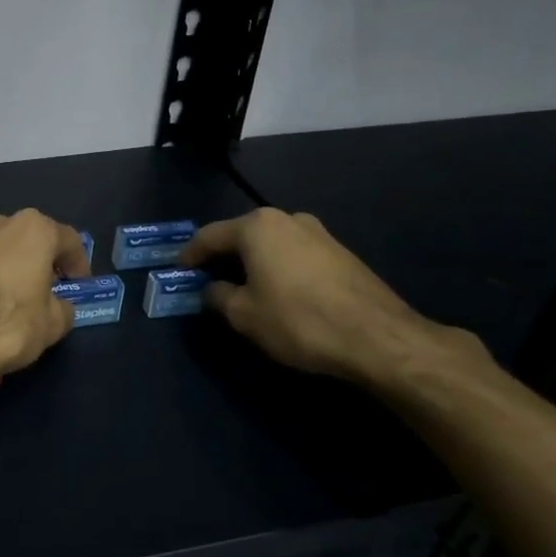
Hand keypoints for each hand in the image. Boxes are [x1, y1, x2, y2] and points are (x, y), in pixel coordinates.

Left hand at [0, 210, 92, 384]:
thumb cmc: (8, 324)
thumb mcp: (52, 324)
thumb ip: (63, 308)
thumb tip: (58, 306)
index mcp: (34, 229)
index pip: (69, 240)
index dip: (79, 264)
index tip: (79, 285)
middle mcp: (1, 222)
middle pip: (33, 240)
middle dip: (44, 262)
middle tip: (51, 291)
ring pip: (4, 250)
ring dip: (16, 268)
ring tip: (20, 300)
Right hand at [181, 208, 473, 385]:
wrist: (377, 337)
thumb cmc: (298, 320)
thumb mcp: (244, 315)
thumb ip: (219, 297)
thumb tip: (213, 290)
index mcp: (257, 227)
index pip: (210, 236)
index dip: (190, 255)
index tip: (178, 270)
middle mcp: (287, 219)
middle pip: (242, 235)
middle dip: (222, 256)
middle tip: (206, 278)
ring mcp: (319, 233)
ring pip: (271, 244)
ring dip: (252, 262)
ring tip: (241, 287)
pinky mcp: (341, 252)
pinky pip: (294, 255)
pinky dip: (277, 268)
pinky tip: (276, 292)